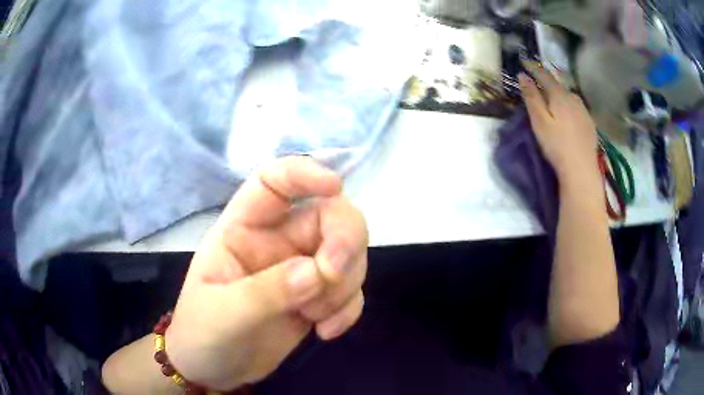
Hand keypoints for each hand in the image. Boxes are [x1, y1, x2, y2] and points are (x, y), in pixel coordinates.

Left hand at [166, 157, 367, 390]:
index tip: (335, 187)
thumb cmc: (202, 335)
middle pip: (329, 215)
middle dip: (343, 241)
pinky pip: (350, 289)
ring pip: (348, 253)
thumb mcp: (222, 315)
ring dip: (345, 284)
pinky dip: (349, 309)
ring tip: (316, 318)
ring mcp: (301, 269)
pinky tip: (326, 332)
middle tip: (332, 277)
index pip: (274, 181)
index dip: (304, 173)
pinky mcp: (317, 298)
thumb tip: (315, 272)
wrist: (213, 370)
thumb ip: (264, 293)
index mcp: (243, 229)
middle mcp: (277, 241)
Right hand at [519, 62, 599, 183]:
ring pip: (569, 96)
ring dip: (559, 93)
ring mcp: (584, 111)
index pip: (544, 75)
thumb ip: (531, 97)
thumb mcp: (539, 121)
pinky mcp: (590, 123)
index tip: (524, 61)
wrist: (581, 170)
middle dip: (547, 80)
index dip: (533, 67)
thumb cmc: (557, 145)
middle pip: (559, 84)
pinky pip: (577, 107)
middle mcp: (574, 98)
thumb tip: (523, 76)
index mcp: (560, 95)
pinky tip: (568, 114)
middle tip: (538, 80)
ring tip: (553, 98)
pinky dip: (569, 105)